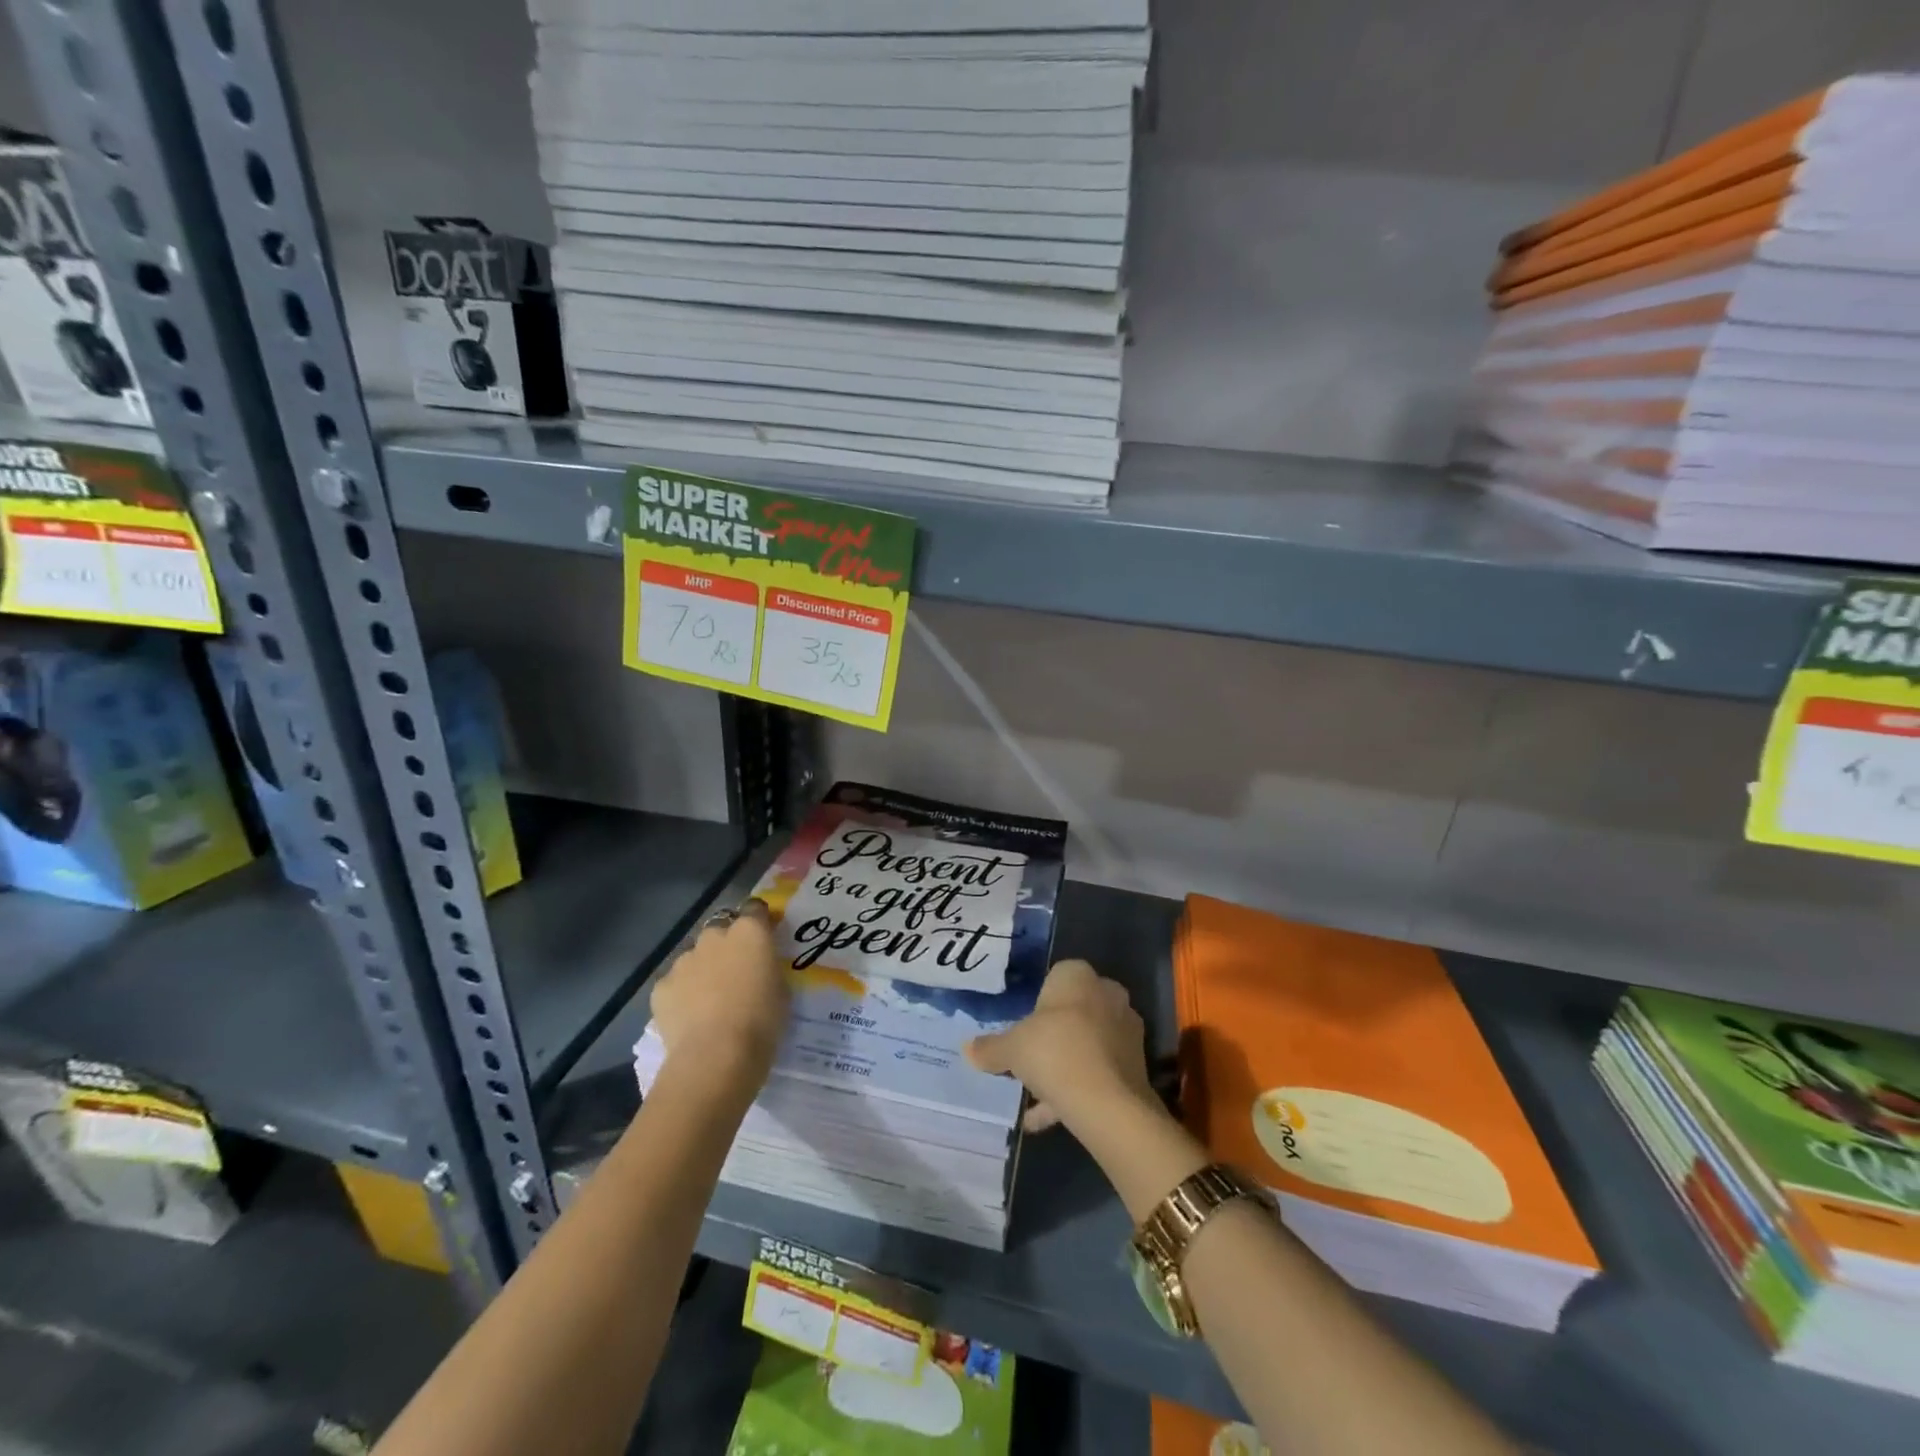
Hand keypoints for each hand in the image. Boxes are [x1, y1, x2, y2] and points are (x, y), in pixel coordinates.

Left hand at [650, 900, 787, 1088]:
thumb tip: (760, 969)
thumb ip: (768, 969)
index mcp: (750, 932)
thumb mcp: (781, 990)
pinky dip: (682, 993)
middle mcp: (714, 936)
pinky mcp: (661, 986)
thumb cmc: (762, 1021)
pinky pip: (675, 983)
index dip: (759, 922)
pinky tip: (690, 1017)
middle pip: (721, 931)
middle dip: (727, 946)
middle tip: (736, 973)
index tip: (764, 939)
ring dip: (703, 969)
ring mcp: (684, 960)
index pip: (755, 909)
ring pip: (695, 957)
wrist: (716, 1056)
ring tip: (710, 1000)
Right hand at [964, 959, 1156, 1136]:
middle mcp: (1107, 993)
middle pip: (1073, 1011)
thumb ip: (990, 1048)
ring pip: (1087, 1042)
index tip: (1022, 1029)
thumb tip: (968, 1049)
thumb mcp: (1011, 1049)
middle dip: (1053, 1034)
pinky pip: (1098, 1071)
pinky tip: (1048, 1118)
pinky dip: (1077, 1089)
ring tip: (1036, 1095)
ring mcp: (1125, 1028)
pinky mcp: (1136, 1063)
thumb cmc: (1054, 1053)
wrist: (1107, 1102)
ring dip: (1065, 1064)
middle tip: (1029, 1058)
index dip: (1037, 1004)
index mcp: (1078, 976)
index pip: (1055, 978)